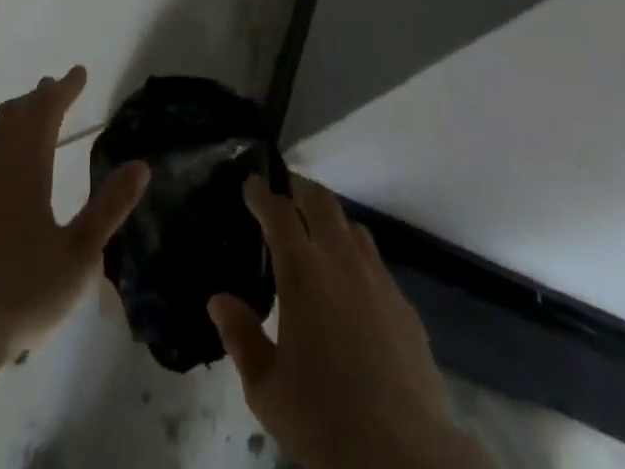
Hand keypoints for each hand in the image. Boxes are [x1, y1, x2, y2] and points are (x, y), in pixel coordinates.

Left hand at [0, 66, 148, 362]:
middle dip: (36, 98)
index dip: (63, 89)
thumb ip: (109, 207)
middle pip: (13, 115)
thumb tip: (141, 165)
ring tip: (19, 118)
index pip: (46, 111)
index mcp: (25, 166)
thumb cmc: (20, 292)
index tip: (78, 73)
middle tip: (51, 88)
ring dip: (6, 119)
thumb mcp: (78, 255)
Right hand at [208, 176, 487, 468]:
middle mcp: (342, 260)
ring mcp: (378, 279)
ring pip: (352, 227)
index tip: (250, 183)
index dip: (262, 193)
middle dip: (299, 188)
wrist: (405, 457)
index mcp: (303, 272)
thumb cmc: (325, 421)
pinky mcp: (404, 305)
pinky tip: (349, 285)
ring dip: (330, 219)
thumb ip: (241, 338)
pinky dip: (354, 256)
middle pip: (321, 202)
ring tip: (315, 233)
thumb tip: (219, 300)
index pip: (279, 212)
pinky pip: (374, 262)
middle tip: (283, 189)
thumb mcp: (267, 390)